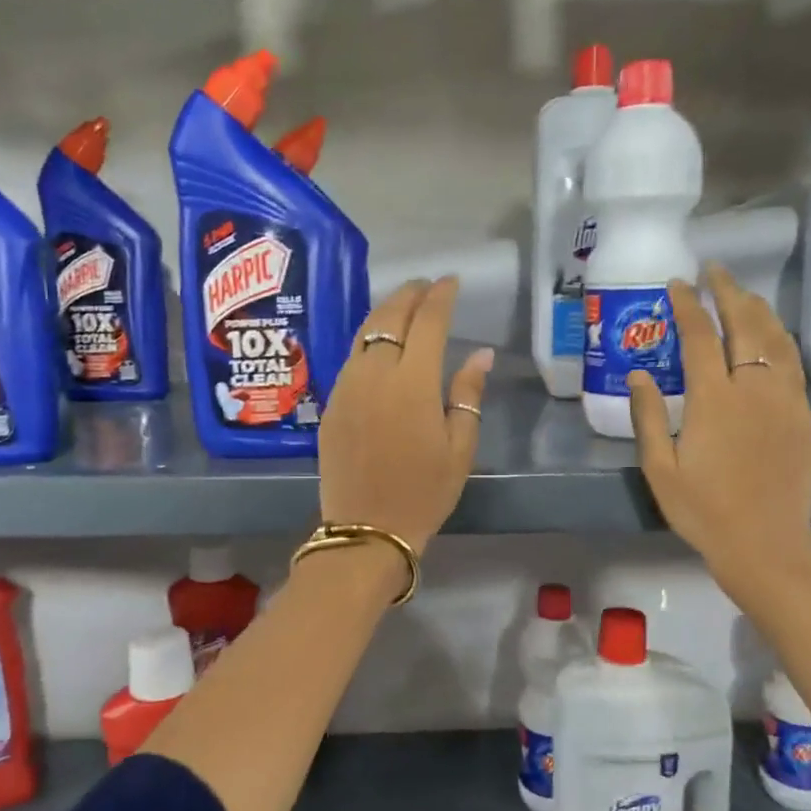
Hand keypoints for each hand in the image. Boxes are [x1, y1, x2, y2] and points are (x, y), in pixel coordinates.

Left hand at [320, 277, 494, 554]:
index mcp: (413, 383)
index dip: (441, 296)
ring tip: (403, 306)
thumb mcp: (460, 448)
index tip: (451, 282)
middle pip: (389, 317)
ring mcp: (346, 386)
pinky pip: (350, 358)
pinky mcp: (330, 403)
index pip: (428, 321)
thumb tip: (480, 354)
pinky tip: (379, 345)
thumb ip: (468, 394)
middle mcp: (374, 374)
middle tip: (426, 287)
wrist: (366, 528)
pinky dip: (368, 340)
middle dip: (409, 295)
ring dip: (385, 313)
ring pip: (363, 333)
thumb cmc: (424, 492)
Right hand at [628, 263, 810, 601]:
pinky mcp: (802, 416)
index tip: (677, 284)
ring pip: (776, 338)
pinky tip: (770, 336)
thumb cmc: (703, 510)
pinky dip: (779, 338)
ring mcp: (785, 400)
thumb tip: (638, 373)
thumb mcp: (660, 469)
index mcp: (714, 400)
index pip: (701, 336)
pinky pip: (792, 363)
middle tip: (714, 270)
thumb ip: (647, 416)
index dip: (688, 305)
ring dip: (758, 309)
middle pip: (745, 325)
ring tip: (741, 293)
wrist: (765, 545)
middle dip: (729, 291)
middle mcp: (754, 389)